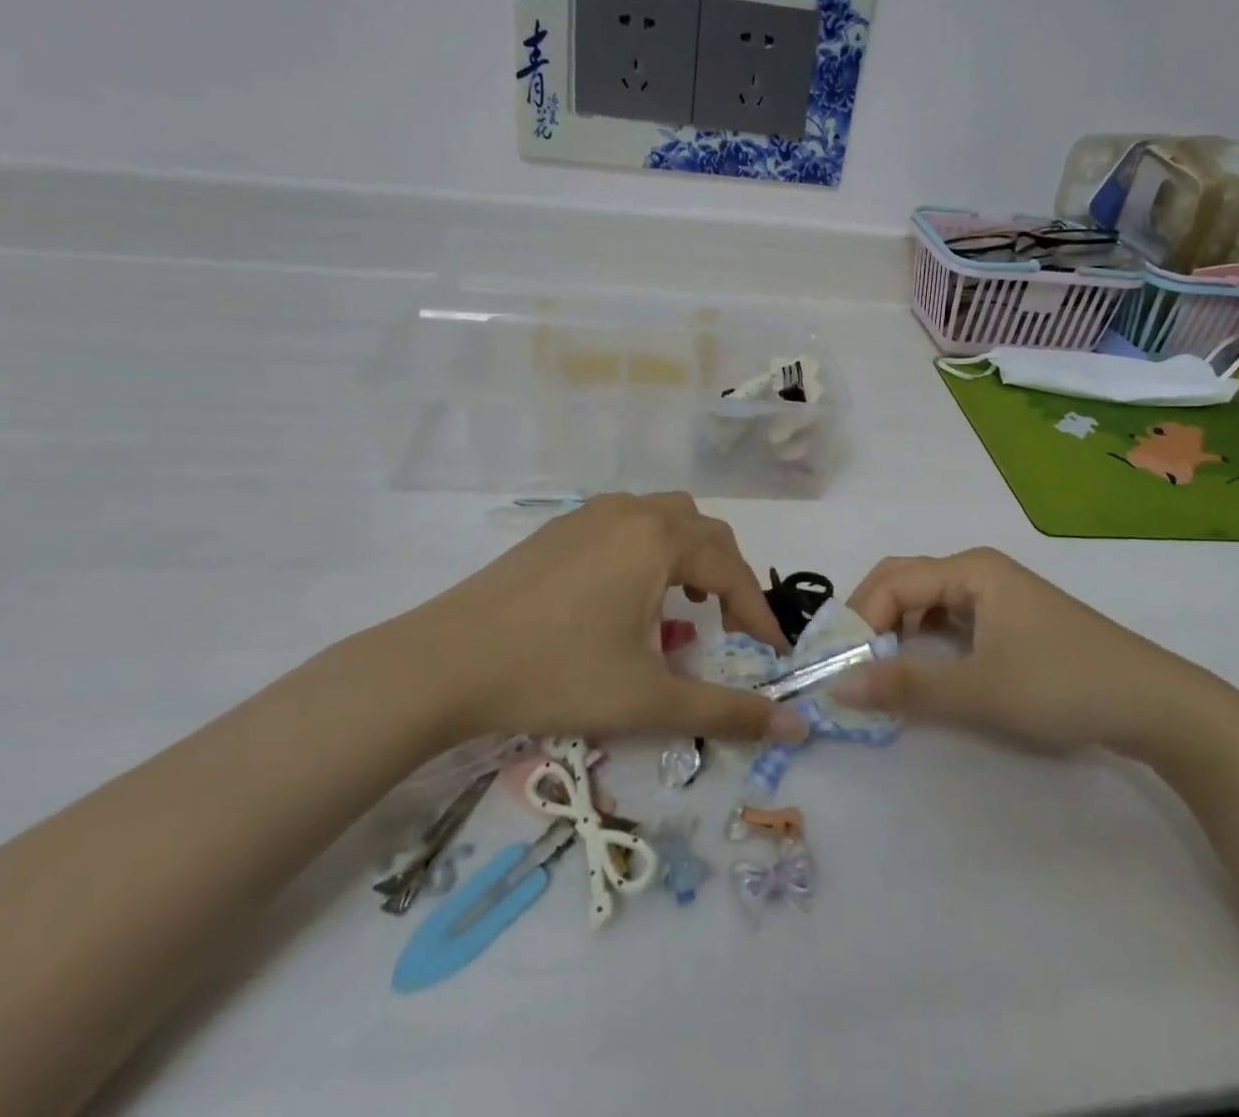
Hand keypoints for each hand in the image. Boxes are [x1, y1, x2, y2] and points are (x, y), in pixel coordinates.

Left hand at [385, 493, 806, 744]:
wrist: (444, 662)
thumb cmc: (556, 675)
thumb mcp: (648, 700)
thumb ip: (725, 711)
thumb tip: (795, 725)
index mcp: (658, 539)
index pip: (731, 570)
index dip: (758, 613)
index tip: (774, 653)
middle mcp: (630, 512)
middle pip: (703, 531)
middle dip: (727, 577)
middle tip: (729, 627)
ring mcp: (589, 515)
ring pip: (662, 518)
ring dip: (687, 556)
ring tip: (681, 605)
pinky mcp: (557, 530)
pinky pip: (624, 524)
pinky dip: (647, 551)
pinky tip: (625, 596)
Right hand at [832, 548, 1224, 759]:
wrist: (1156, 704)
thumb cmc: (1063, 684)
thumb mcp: (979, 689)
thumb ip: (906, 686)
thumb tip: (836, 686)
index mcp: (970, 570)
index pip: (892, 582)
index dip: (860, 621)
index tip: (841, 668)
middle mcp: (978, 571)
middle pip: (904, 581)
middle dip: (872, 618)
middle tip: (851, 664)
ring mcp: (997, 594)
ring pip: (926, 601)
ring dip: (897, 629)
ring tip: (880, 670)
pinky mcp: (1010, 620)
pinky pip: (950, 619)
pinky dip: (925, 639)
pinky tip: (923, 668)